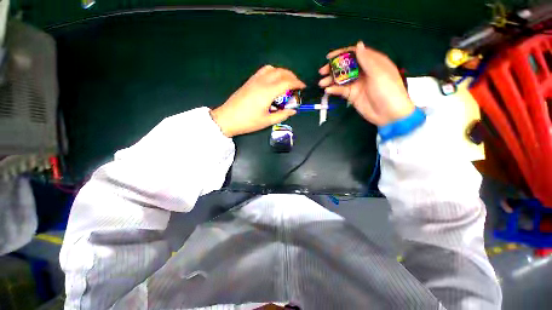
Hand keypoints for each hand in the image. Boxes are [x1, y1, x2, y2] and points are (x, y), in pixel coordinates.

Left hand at [210, 65, 305, 136]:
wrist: (227, 118)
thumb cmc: (248, 122)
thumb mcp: (267, 121)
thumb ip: (282, 115)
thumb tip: (293, 111)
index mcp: (268, 92)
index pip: (287, 82)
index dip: (297, 83)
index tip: (303, 87)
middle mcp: (262, 82)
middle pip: (281, 72)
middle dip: (292, 76)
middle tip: (297, 85)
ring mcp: (254, 80)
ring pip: (272, 69)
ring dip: (282, 72)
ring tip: (286, 82)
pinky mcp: (249, 81)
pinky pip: (264, 71)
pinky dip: (273, 72)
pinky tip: (273, 81)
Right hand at [318, 41, 414, 125]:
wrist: (388, 114)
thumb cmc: (388, 91)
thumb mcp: (378, 73)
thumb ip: (367, 60)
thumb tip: (358, 44)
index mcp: (373, 63)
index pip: (355, 54)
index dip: (342, 54)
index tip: (329, 57)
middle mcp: (363, 72)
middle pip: (346, 66)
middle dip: (333, 68)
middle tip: (322, 71)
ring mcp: (357, 84)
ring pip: (341, 79)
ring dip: (331, 80)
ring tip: (322, 83)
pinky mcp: (352, 95)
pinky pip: (341, 90)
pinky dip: (334, 90)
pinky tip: (328, 90)